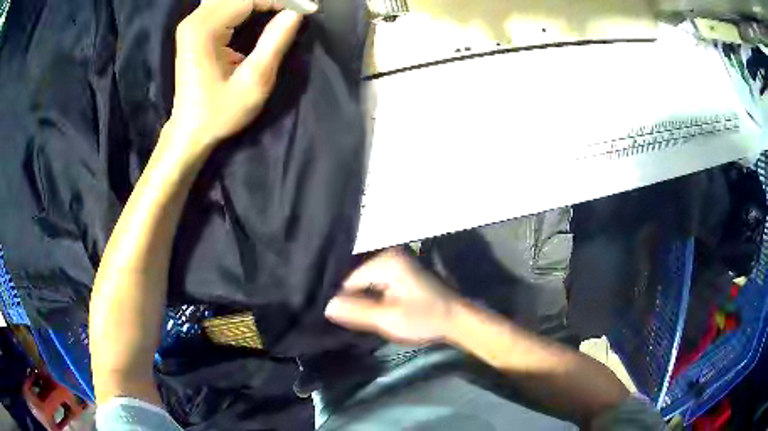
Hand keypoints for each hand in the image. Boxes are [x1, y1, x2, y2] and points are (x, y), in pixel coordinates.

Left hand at [168, 0, 305, 156]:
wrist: (190, 131)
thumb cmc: (219, 113)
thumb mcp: (254, 81)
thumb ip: (274, 41)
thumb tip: (297, 12)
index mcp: (204, 30)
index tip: (310, 8)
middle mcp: (194, 20)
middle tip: (300, 8)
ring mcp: (193, 23)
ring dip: (261, 1)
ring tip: (285, 9)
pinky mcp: (195, 28)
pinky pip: (226, 4)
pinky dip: (249, 4)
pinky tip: (264, 10)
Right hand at [325, 249, 459, 344]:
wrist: (456, 319)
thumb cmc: (425, 318)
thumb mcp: (388, 318)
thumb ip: (357, 312)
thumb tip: (327, 306)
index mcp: (387, 262)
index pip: (349, 279)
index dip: (343, 300)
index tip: (338, 318)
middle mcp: (389, 255)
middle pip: (357, 278)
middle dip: (352, 298)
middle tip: (345, 318)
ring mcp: (396, 262)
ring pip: (366, 282)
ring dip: (362, 298)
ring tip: (357, 315)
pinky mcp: (400, 272)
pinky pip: (376, 282)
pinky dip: (372, 296)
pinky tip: (371, 309)